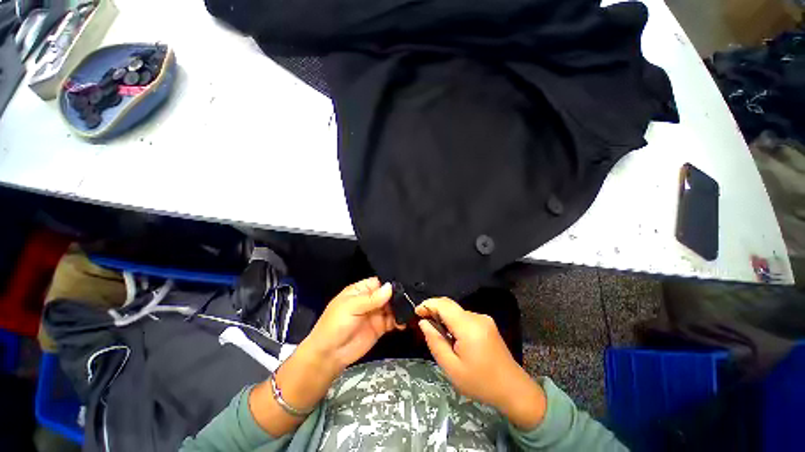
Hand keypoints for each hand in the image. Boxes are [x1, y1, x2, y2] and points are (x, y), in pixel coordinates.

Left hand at [251, 277, 398, 436]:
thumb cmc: (335, 325)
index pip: (379, 282)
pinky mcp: (381, 327)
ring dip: (402, 308)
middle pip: (389, 294)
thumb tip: (391, 286)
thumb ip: (371, 298)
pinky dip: (400, 321)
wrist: (329, 355)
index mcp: (361, 290)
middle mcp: (371, 300)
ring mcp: (376, 313)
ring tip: (413, 309)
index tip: (406, 283)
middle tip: (413, 297)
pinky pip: (393, 321)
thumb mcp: (351, 307)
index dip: (391, 282)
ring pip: (393, 307)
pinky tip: (405, 322)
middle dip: (399, 295)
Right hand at [416, 297, 546, 429]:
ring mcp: (484, 319)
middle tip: (424, 324)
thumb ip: (435, 342)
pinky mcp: (487, 323)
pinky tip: (454, 338)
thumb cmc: (480, 383)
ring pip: (457, 312)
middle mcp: (477, 317)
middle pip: (450, 306)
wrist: (513, 389)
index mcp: (469, 327)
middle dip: (434, 310)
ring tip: (440, 336)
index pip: (444, 305)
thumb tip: (424, 323)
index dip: (428, 304)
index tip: (416, 313)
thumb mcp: (452, 368)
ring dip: (445, 318)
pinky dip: (454, 322)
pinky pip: (465, 317)